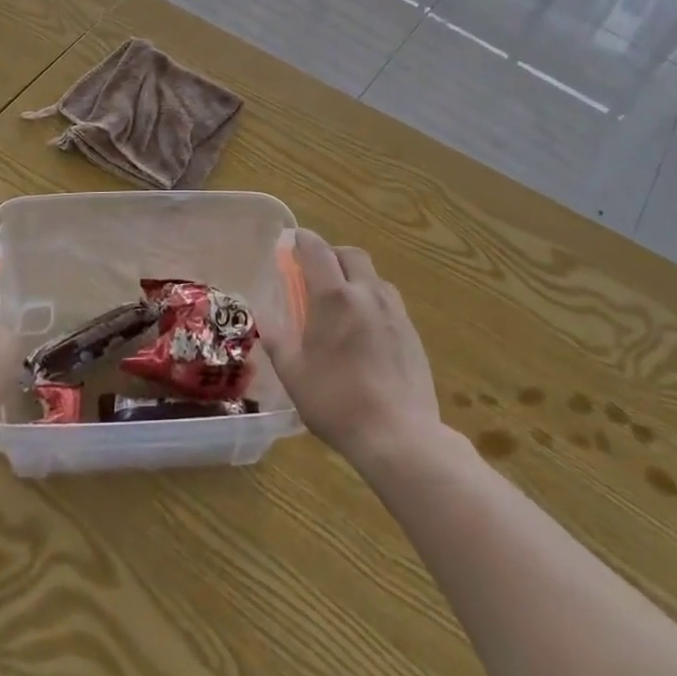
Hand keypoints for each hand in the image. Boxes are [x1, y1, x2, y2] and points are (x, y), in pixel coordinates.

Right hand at [263, 229, 441, 467]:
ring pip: (374, 276)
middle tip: (316, 271)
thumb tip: (264, 318)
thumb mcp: (294, 374)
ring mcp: (394, 312)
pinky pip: (389, 301)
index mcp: (334, 297)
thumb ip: (277, 340)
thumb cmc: (337, 403)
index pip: (317, 251)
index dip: (303, 240)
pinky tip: (366, 329)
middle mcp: (367, 294)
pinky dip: (372, 301)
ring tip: (343, 301)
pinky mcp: (412, 333)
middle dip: (332, 254)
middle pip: (350, 254)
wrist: (400, 436)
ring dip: (355, 276)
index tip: (293, 239)